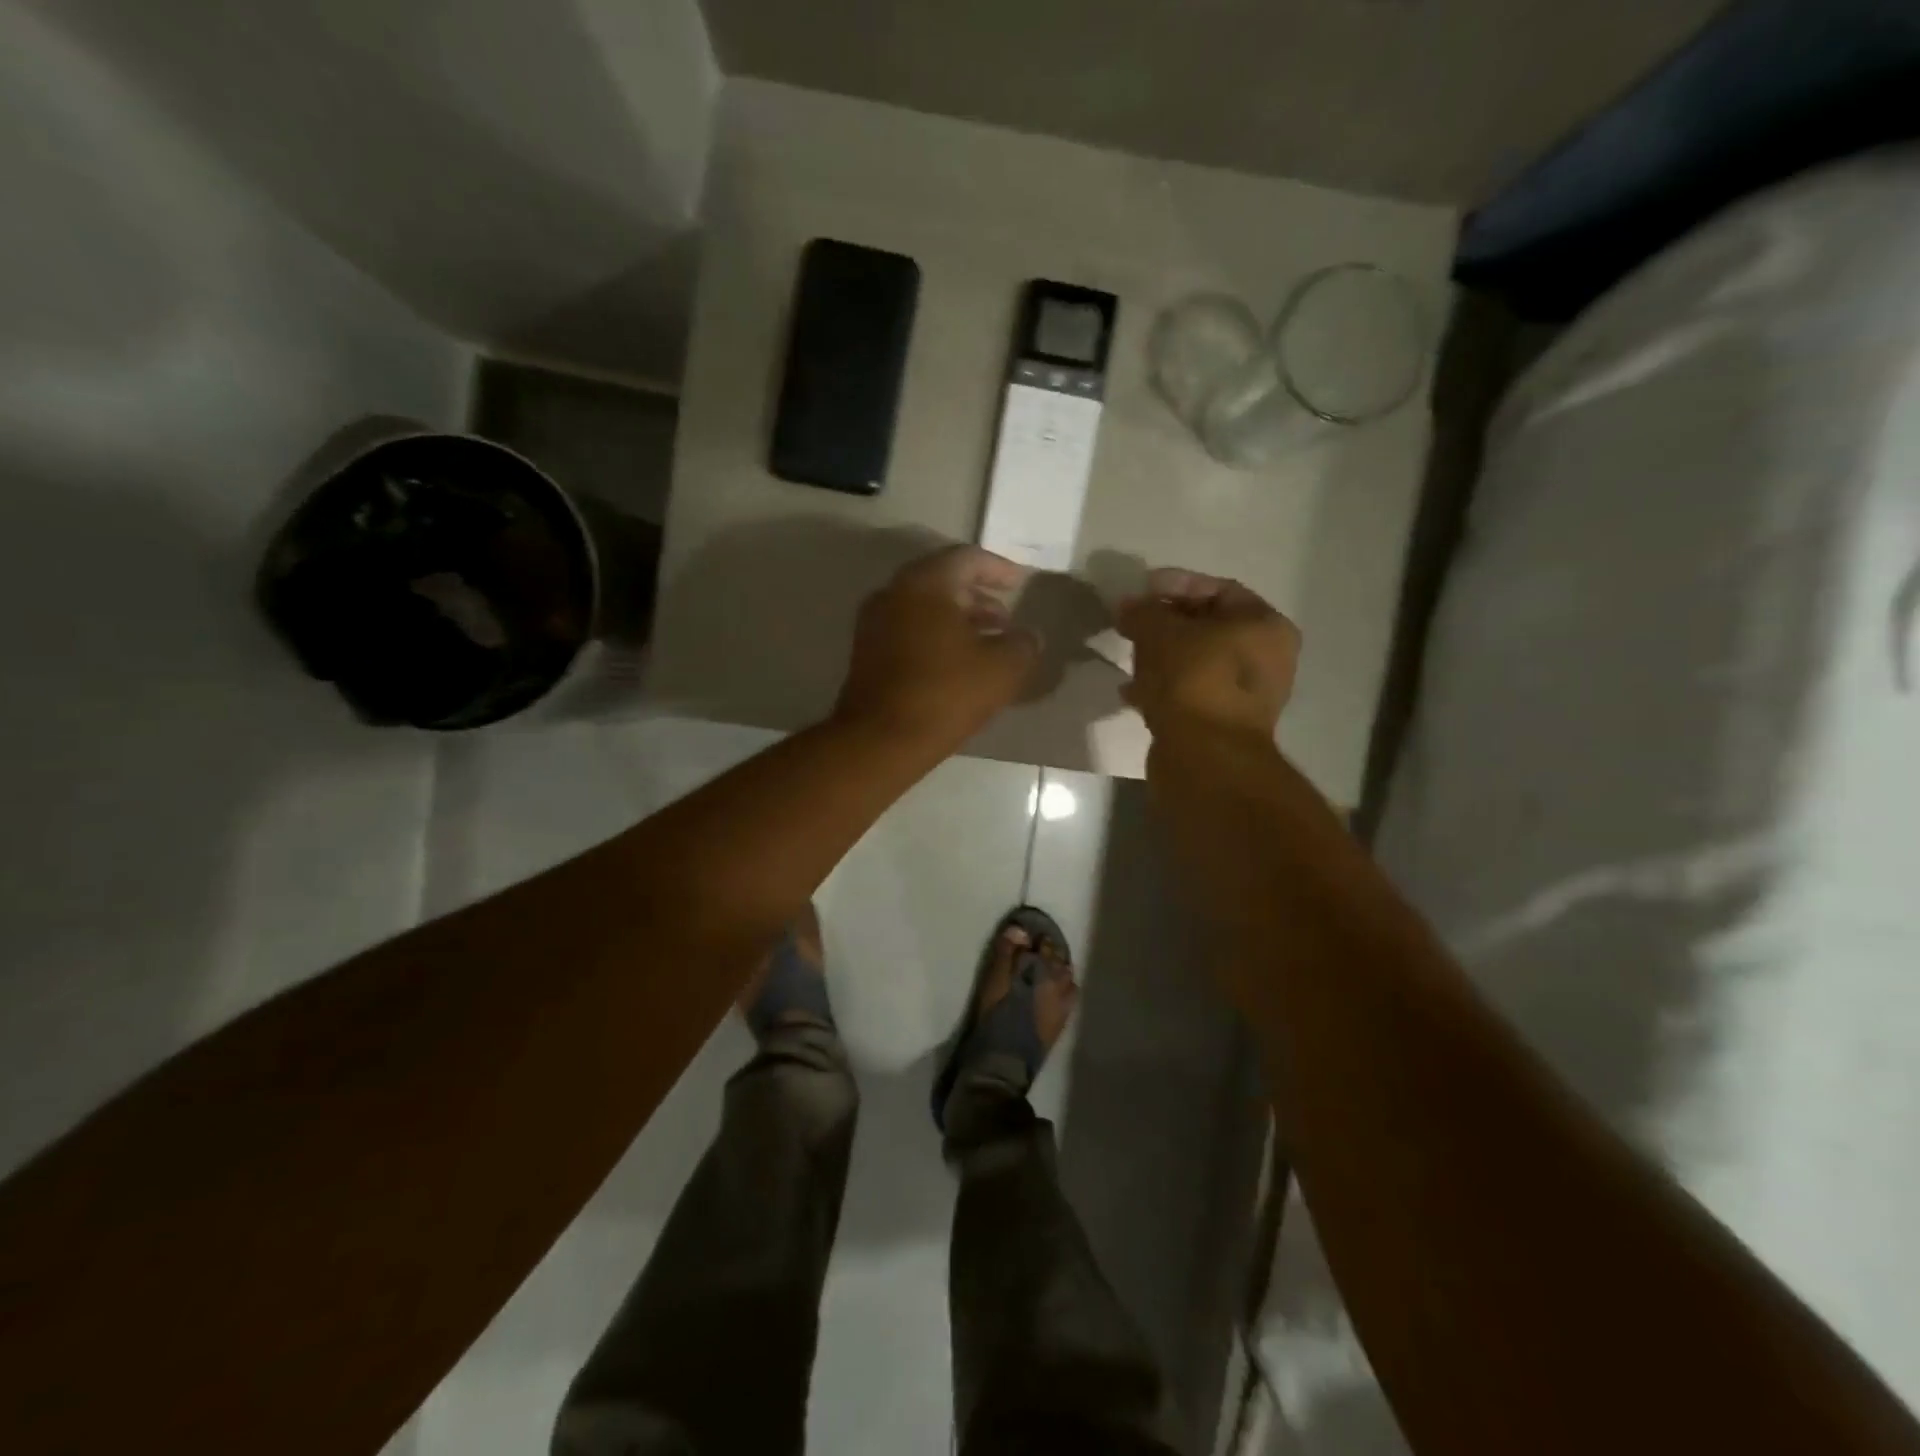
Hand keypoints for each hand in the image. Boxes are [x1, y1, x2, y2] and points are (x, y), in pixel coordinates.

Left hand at [832, 545, 1040, 750]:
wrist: (880, 740)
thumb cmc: (945, 694)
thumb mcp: (1002, 669)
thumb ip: (1023, 644)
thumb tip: (1029, 636)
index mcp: (925, 583)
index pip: (967, 558)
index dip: (999, 568)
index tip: (1021, 583)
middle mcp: (893, 592)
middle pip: (943, 580)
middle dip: (979, 597)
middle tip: (1007, 619)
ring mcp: (874, 622)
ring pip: (924, 607)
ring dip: (959, 619)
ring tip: (989, 643)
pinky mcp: (867, 652)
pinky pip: (909, 629)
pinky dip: (936, 635)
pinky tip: (958, 663)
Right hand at [1117, 568, 1300, 740]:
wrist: (1204, 757)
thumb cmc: (1193, 680)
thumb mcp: (1161, 633)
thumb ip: (1143, 612)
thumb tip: (1127, 605)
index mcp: (1265, 626)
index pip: (1219, 589)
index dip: (1176, 584)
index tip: (1140, 590)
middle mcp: (1265, 658)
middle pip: (1207, 627)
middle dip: (1165, 624)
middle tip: (1130, 624)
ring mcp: (1245, 695)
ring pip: (1196, 662)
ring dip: (1160, 657)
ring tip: (1127, 656)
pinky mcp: (1221, 723)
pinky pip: (1189, 693)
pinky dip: (1162, 687)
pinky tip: (1132, 692)